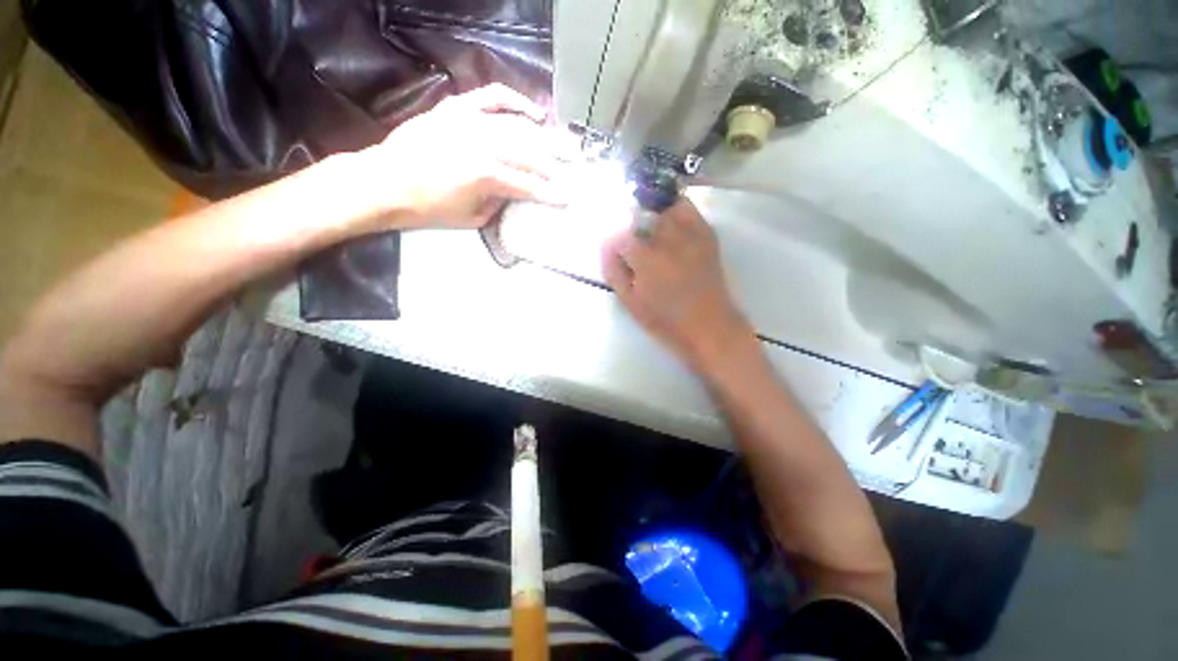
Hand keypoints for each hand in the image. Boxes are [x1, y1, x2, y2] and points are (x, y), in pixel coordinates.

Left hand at [359, 84, 569, 229]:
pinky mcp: (457, 108)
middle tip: (577, 168)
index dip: (551, 193)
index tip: (569, 198)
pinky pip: (492, 97)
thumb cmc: (430, 209)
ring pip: (519, 127)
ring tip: (565, 144)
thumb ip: (500, 203)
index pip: (530, 185)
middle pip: (531, 154)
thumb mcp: (473, 218)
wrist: (387, 182)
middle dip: (557, 164)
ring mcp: (470, 120)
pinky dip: (516, 102)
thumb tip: (515, 192)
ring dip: (545, 138)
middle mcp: (484, 143)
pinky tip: (533, 113)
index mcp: (487, 175)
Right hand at [602, 199, 756, 371]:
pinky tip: (671, 227)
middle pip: (641, 214)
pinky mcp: (706, 234)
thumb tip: (607, 247)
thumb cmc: (665, 320)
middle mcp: (668, 239)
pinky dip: (674, 211)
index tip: (617, 258)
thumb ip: (614, 271)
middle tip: (633, 245)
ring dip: (652, 213)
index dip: (614, 246)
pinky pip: (688, 209)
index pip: (620, 236)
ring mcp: (690, 233)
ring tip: (650, 231)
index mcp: (647, 259)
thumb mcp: (630, 302)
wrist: (708, 326)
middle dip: (631, 226)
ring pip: (665, 205)